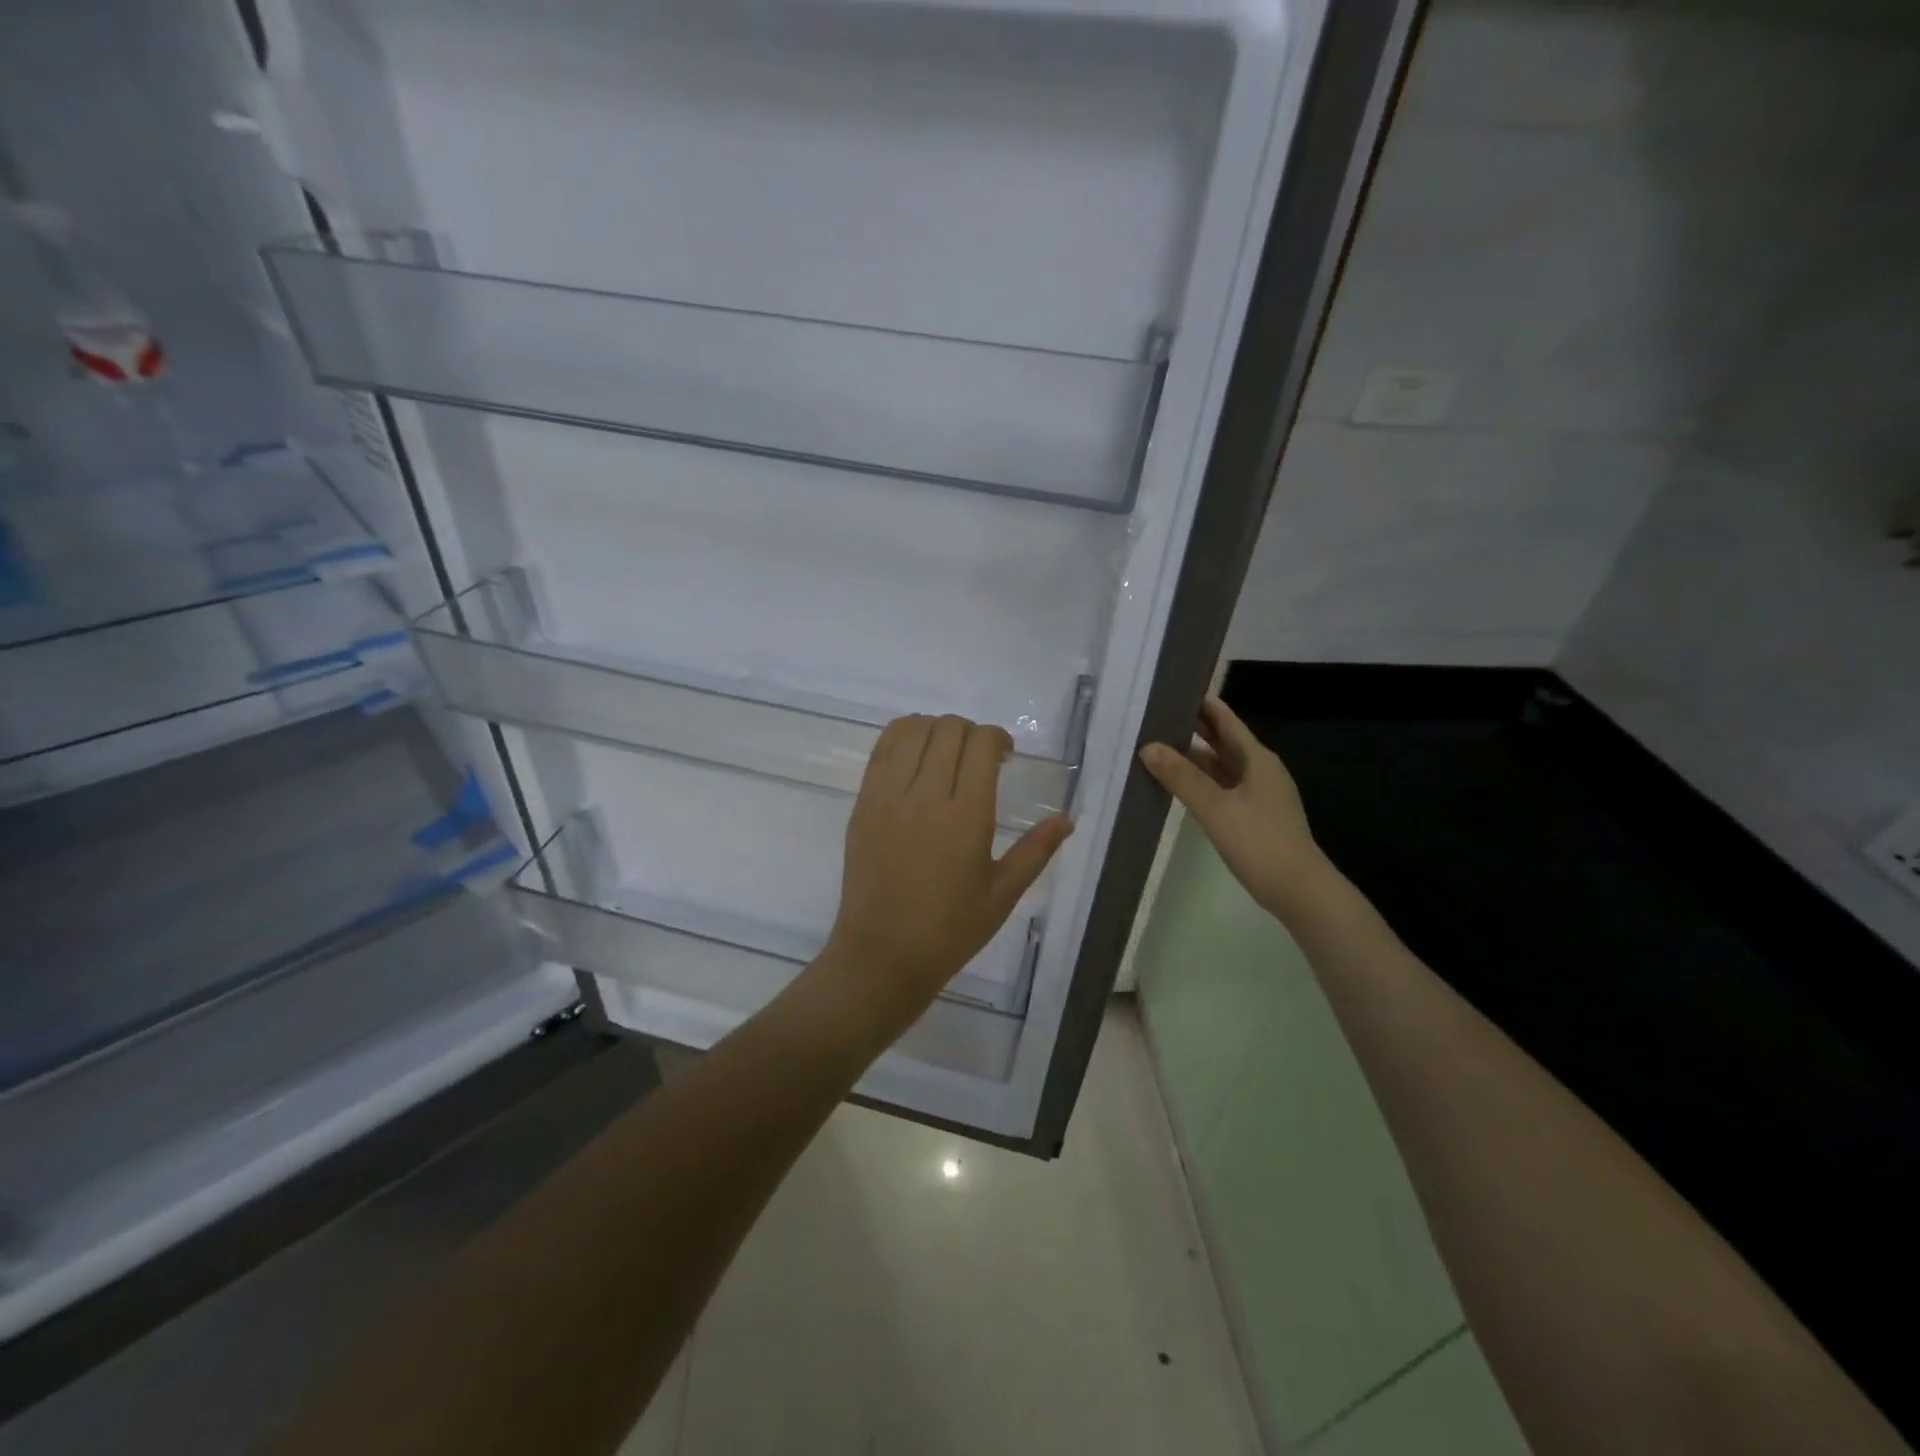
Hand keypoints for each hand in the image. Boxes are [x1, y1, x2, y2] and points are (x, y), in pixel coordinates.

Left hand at [813, 714, 1072, 1046]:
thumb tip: (1066, 819)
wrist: (883, 954)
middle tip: (978, 759)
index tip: (1004, 757)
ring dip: (936, 729)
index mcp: (967, 816)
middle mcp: (926, 796)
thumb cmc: (950, 929)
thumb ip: (1036, 851)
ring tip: (945, 754)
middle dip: (971, 732)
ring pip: (912, 729)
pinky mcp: (863, 803)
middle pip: (949, 729)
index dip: (998, 738)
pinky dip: (903, 737)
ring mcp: (888, 796)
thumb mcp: (1003, 894)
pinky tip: (915, 756)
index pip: (982, 743)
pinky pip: (882, 749)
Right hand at [1140, 696, 1335, 925]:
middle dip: (1190, 727)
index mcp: (1256, 757)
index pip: (1223, 718)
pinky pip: (1221, 786)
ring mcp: (1257, 792)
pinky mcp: (1252, 814)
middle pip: (1221, 739)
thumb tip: (1148, 747)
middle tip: (1152, 717)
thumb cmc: (1259, 842)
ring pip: (1219, 764)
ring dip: (1192, 756)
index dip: (1198, 702)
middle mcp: (1258, 768)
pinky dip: (1199, 780)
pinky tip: (1177, 784)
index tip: (1168, 690)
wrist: (1299, 890)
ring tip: (1155, 747)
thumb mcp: (1216, 808)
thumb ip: (1182, 777)